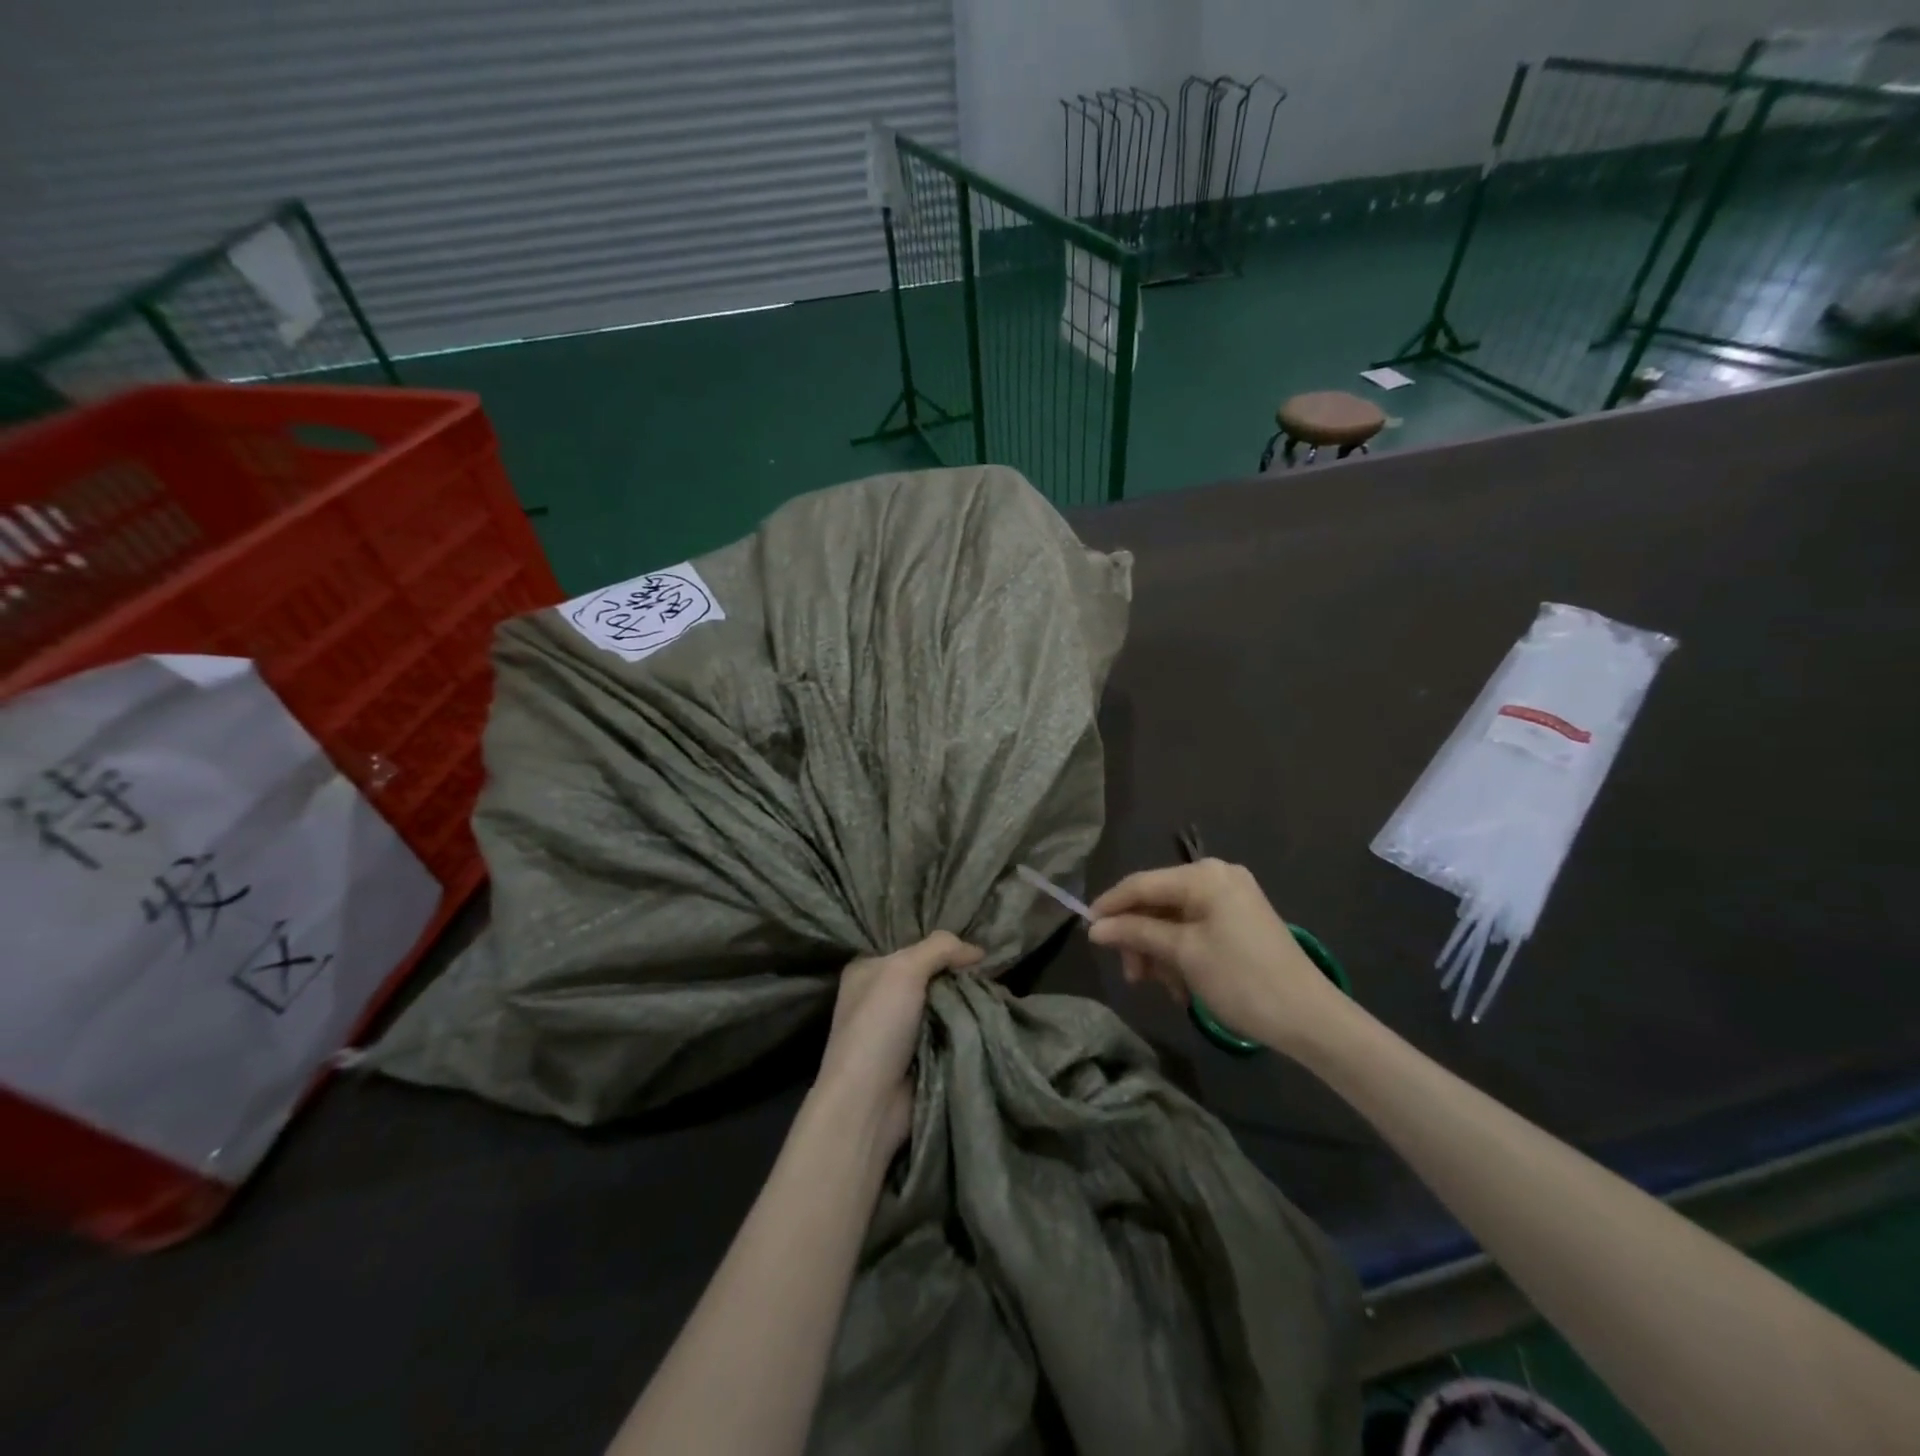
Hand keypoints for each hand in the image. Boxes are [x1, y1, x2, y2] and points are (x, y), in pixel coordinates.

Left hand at [813, 931, 982, 1156]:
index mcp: (868, 969)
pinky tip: (991, 1015)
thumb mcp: (904, 970)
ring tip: (998, 991)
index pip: (911, 945)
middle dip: (959, 973)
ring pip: (945, 1003)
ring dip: (968, 1001)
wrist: (868, 1104)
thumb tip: (978, 951)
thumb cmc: (878, 1026)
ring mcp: (901, 1028)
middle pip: (932, 974)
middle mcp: (882, 995)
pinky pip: (951, 1031)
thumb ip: (940, 948)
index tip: (976, 946)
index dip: (942, 945)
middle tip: (992, 969)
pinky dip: (967, 1027)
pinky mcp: (920, 1056)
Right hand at [1088, 859, 1339, 1052]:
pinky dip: (1180, 955)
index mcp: (1204, 876)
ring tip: (1160, 987)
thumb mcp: (1183, 955)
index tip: (1086, 932)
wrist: (1310, 1019)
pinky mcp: (1238, 921)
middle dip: (1140, 938)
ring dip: (1159, 952)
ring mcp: (1230, 899)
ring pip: (1173, 920)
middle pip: (1157, 902)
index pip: (1141, 884)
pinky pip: (1194, 930)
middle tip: (1131, 975)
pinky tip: (1180, 986)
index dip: (1110, 906)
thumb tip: (1095, 927)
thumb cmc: (1242, 980)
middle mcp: (1216, 877)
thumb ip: (1137, 933)